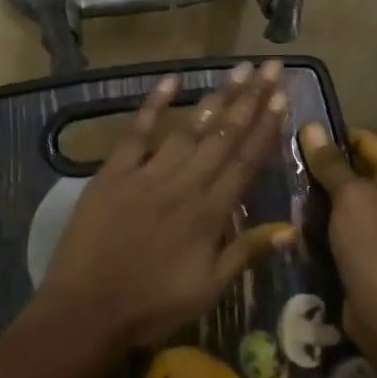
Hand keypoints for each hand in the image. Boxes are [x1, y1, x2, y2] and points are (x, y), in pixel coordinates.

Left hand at [38, 62, 295, 350]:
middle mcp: (184, 185)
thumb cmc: (151, 306)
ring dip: (216, 98)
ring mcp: (147, 174)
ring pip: (189, 129)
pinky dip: (153, 105)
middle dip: (250, 100)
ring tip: (237, 70)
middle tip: (269, 67)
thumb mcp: (208, 290)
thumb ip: (245, 252)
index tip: (282, 97)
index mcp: (210, 214)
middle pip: (223, 136)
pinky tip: (172, 81)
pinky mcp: (113, 173)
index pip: (245, 162)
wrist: (87, 310)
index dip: (266, 128)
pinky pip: (137, 132)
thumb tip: (289, 228)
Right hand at [297, 123, 376, 349]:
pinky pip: (353, 226)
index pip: (369, 140)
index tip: (301, 140)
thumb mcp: (349, 196)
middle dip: (328, 169)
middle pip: (362, 170)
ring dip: (326, 198)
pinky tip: (303, 223)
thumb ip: (330, 162)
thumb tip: (311, 126)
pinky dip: (332, 222)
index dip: (336, 137)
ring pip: (354, 200)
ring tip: (291, 191)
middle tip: (290, 165)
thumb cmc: (373, 245)